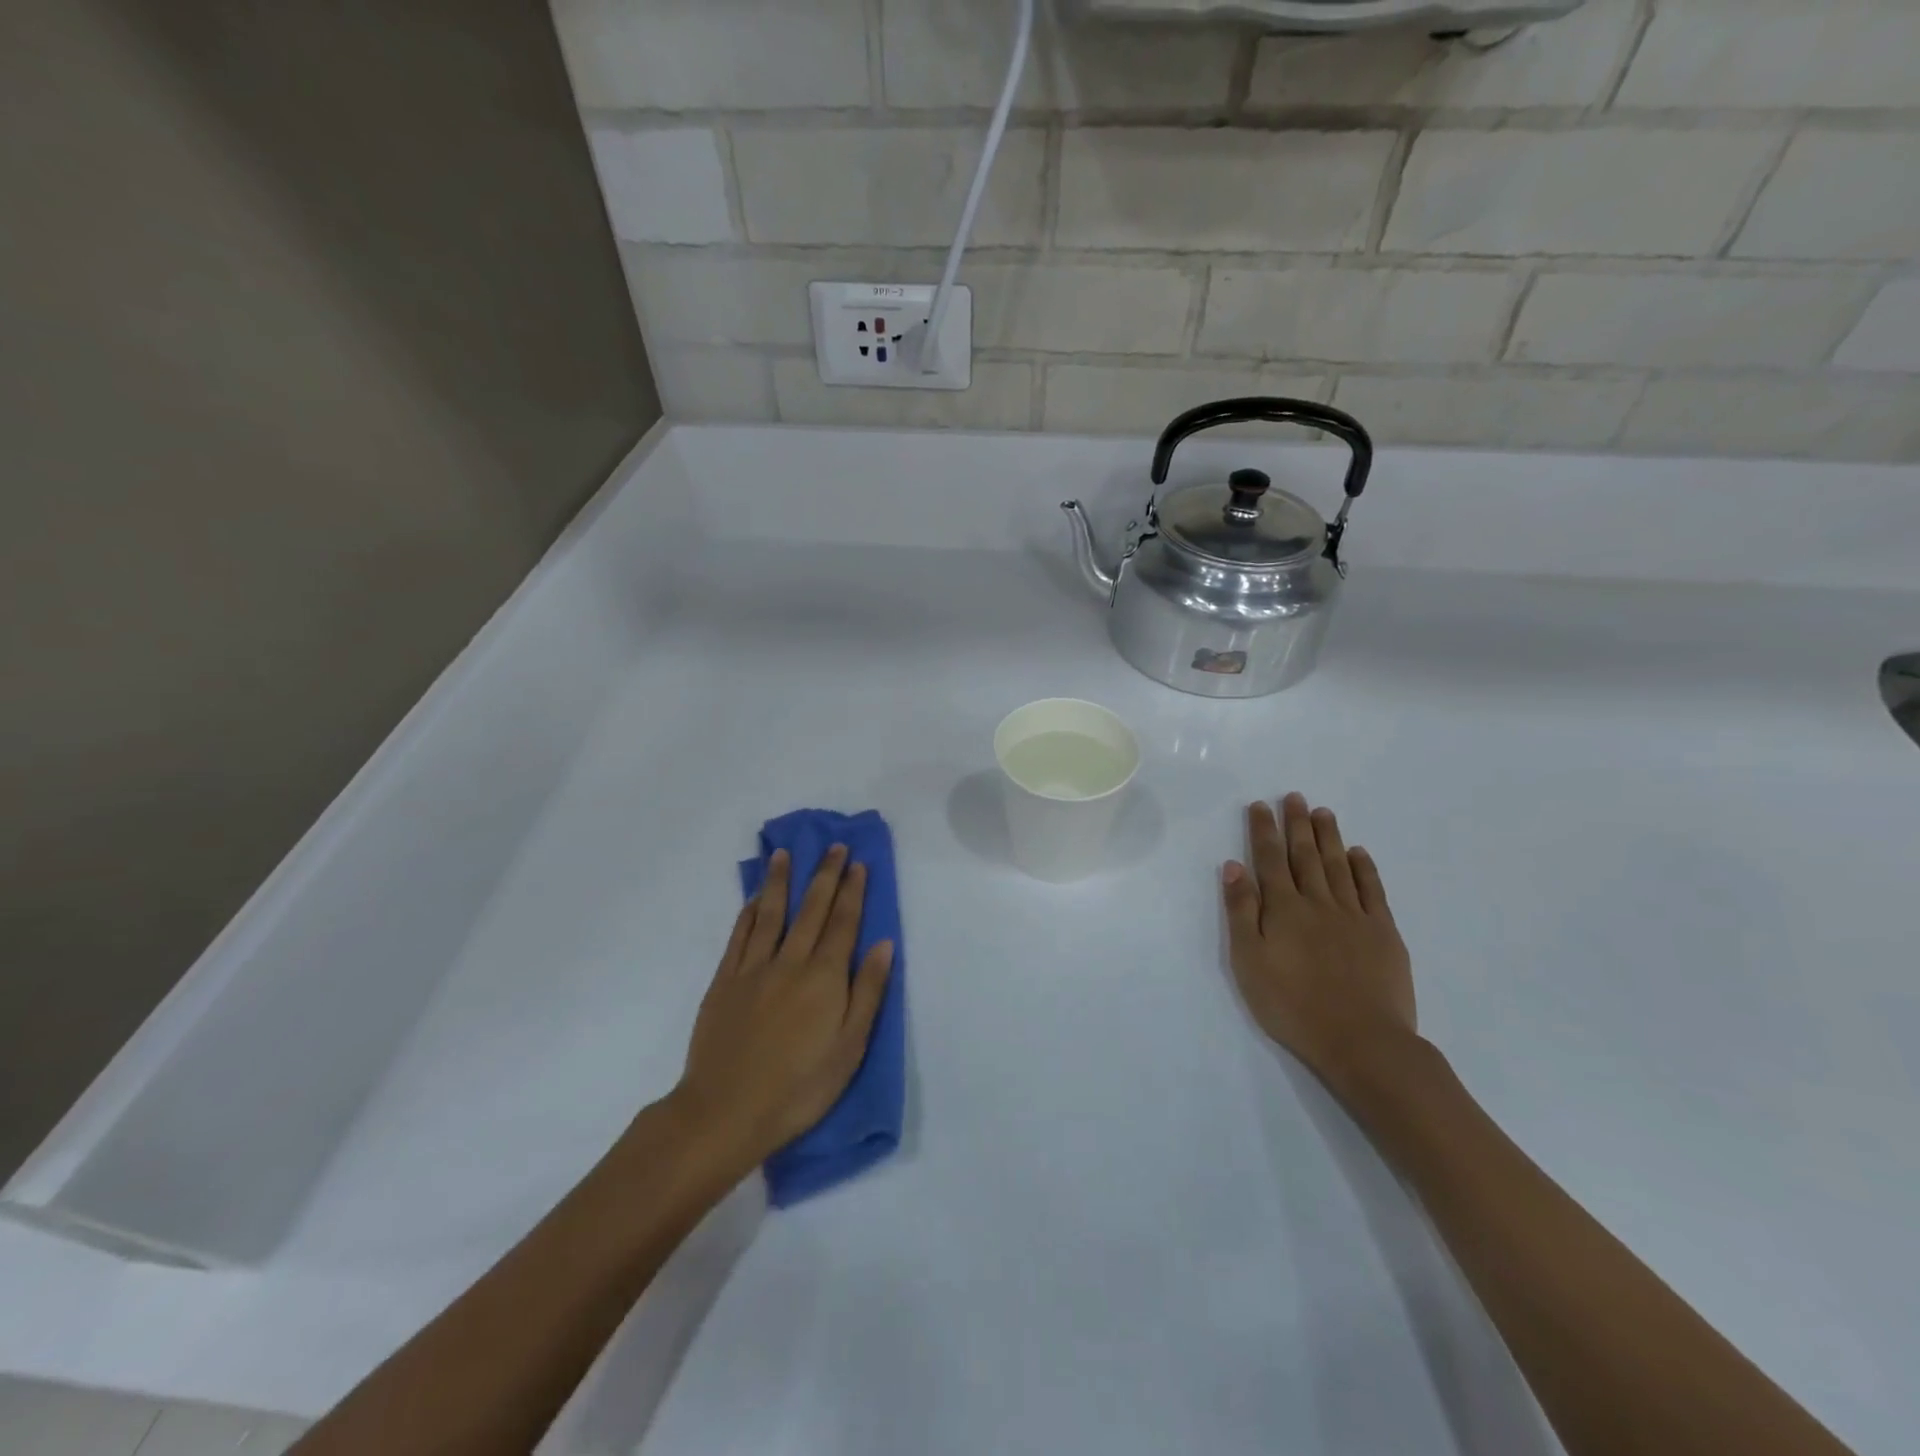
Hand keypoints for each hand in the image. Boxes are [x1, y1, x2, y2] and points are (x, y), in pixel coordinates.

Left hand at [674, 846, 894, 1174]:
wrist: (726, 1111)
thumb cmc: (799, 1087)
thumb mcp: (850, 1048)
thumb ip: (868, 992)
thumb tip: (884, 944)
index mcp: (825, 977)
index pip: (843, 923)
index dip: (852, 891)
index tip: (858, 863)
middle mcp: (791, 962)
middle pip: (811, 909)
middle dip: (825, 875)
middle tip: (833, 846)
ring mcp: (753, 969)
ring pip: (770, 913)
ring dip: (780, 881)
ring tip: (785, 854)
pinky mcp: (724, 982)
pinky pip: (739, 937)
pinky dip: (748, 913)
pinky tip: (753, 899)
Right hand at [1222, 794, 1417, 1103]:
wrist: (1362, 1041)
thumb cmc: (1293, 1005)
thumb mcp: (1249, 961)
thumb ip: (1241, 911)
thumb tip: (1234, 866)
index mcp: (1283, 909)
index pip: (1270, 860)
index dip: (1264, 831)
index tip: (1260, 805)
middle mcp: (1318, 902)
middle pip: (1305, 855)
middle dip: (1297, 824)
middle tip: (1295, 796)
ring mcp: (1355, 915)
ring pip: (1339, 866)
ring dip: (1329, 837)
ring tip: (1323, 813)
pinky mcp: (1384, 933)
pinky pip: (1372, 891)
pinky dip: (1365, 868)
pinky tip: (1359, 853)